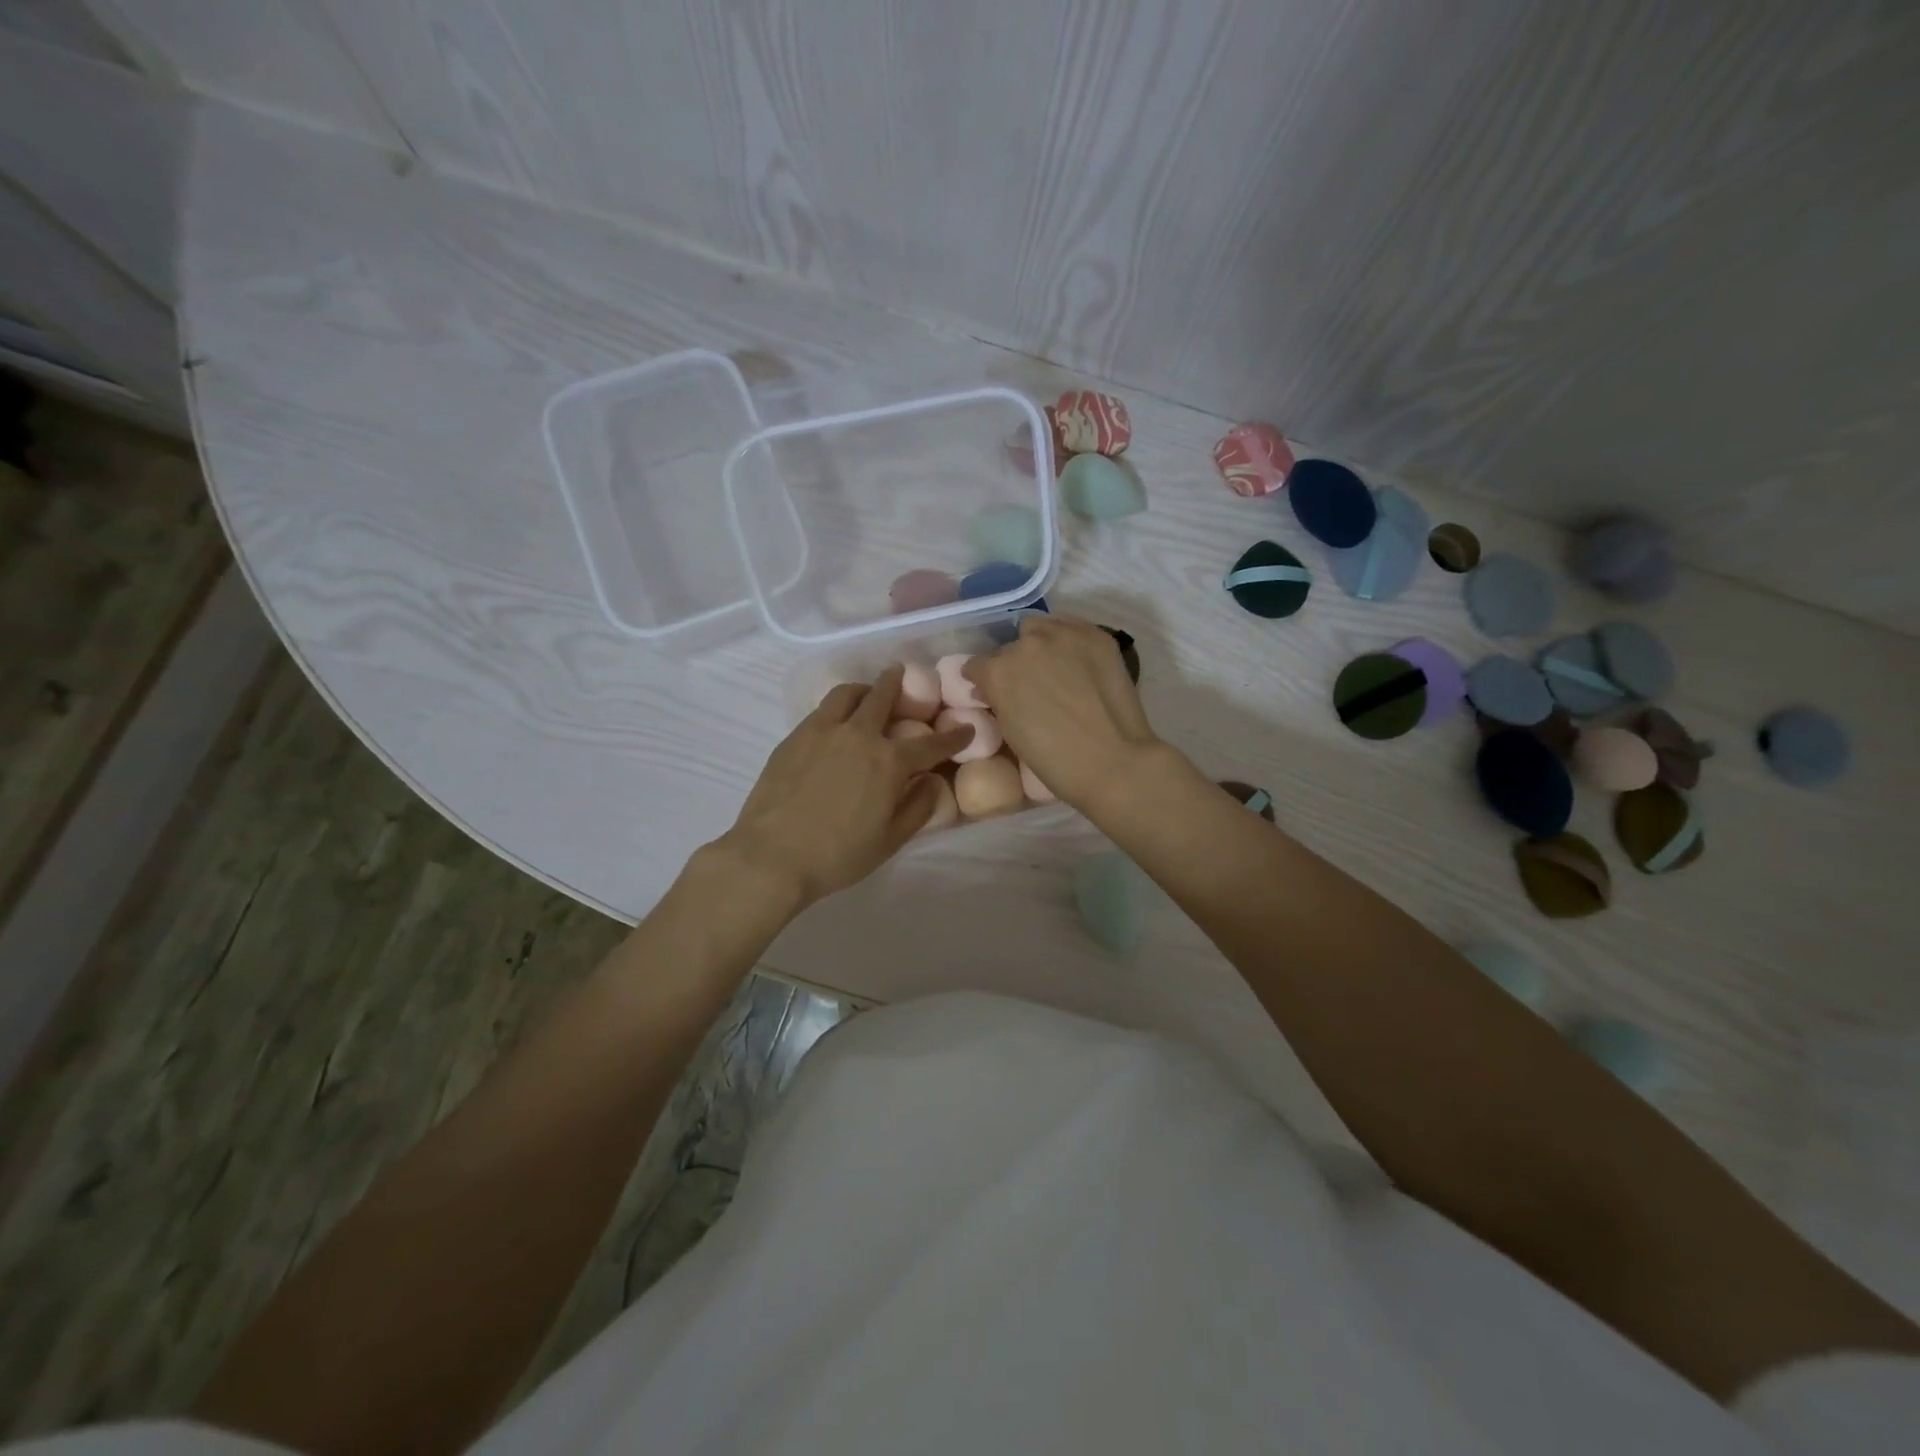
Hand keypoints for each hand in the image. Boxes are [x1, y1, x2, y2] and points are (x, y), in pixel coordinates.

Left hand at [717, 666, 971, 909]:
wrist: (771, 856)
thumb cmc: (838, 855)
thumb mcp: (890, 841)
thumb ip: (918, 807)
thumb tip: (932, 781)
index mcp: (889, 761)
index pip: (931, 743)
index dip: (952, 736)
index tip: (965, 728)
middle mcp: (859, 735)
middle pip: (883, 696)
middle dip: (899, 683)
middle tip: (903, 676)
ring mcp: (822, 730)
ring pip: (848, 693)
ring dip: (864, 689)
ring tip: (866, 696)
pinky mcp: (794, 737)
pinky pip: (822, 710)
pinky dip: (837, 708)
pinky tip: (835, 725)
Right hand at [963, 616, 1164, 811]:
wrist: (1112, 761)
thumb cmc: (1054, 760)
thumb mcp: (1009, 732)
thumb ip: (997, 701)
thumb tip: (991, 690)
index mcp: (997, 671)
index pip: (976, 665)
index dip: (983, 681)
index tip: (992, 693)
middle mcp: (1025, 644)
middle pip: (1010, 646)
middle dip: (1014, 664)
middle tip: (1030, 685)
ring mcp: (1063, 634)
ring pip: (1039, 628)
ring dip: (1040, 644)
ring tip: (1056, 668)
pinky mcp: (1096, 635)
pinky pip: (1071, 627)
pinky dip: (1069, 642)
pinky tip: (1079, 663)